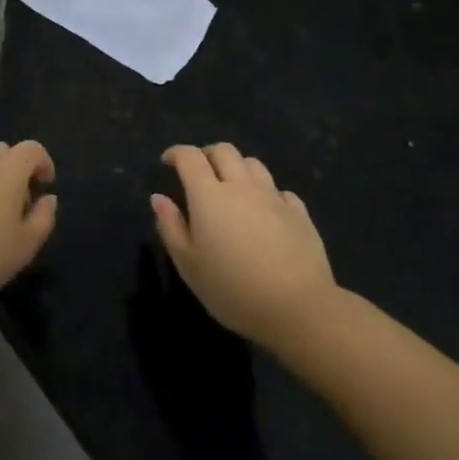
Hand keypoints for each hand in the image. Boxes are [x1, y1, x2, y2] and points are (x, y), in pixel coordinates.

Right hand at [150, 144, 337, 350]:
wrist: (298, 308)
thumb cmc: (232, 289)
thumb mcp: (188, 264)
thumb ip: (170, 226)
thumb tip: (158, 198)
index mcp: (209, 195)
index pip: (190, 157)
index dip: (176, 153)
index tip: (168, 162)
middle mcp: (242, 186)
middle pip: (224, 151)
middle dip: (207, 155)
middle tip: (199, 173)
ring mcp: (274, 197)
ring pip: (253, 164)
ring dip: (238, 168)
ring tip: (231, 188)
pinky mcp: (299, 214)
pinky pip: (279, 190)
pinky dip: (266, 192)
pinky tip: (265, 211)